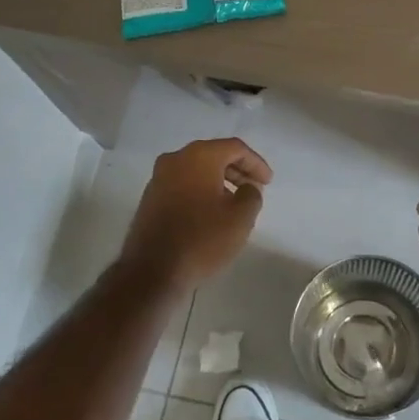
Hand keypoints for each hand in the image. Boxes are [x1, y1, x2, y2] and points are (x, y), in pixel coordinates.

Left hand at [120, 139, 272, 290]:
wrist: (152, 271)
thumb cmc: (202, 239)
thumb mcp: (241, 217)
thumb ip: (252, 194)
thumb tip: (247, 188)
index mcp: (198, 156)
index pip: (235, 148)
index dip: (255, 163)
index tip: (267, 182)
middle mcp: (175, 160)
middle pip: (213, 155)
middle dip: (237, 171)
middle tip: (253, 189)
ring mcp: (158, 179)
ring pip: (196, 171)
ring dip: (218, 182)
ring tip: (234, 203)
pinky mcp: (150, 199)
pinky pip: (182, 185)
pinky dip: (200, 192)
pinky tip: (210, 213)